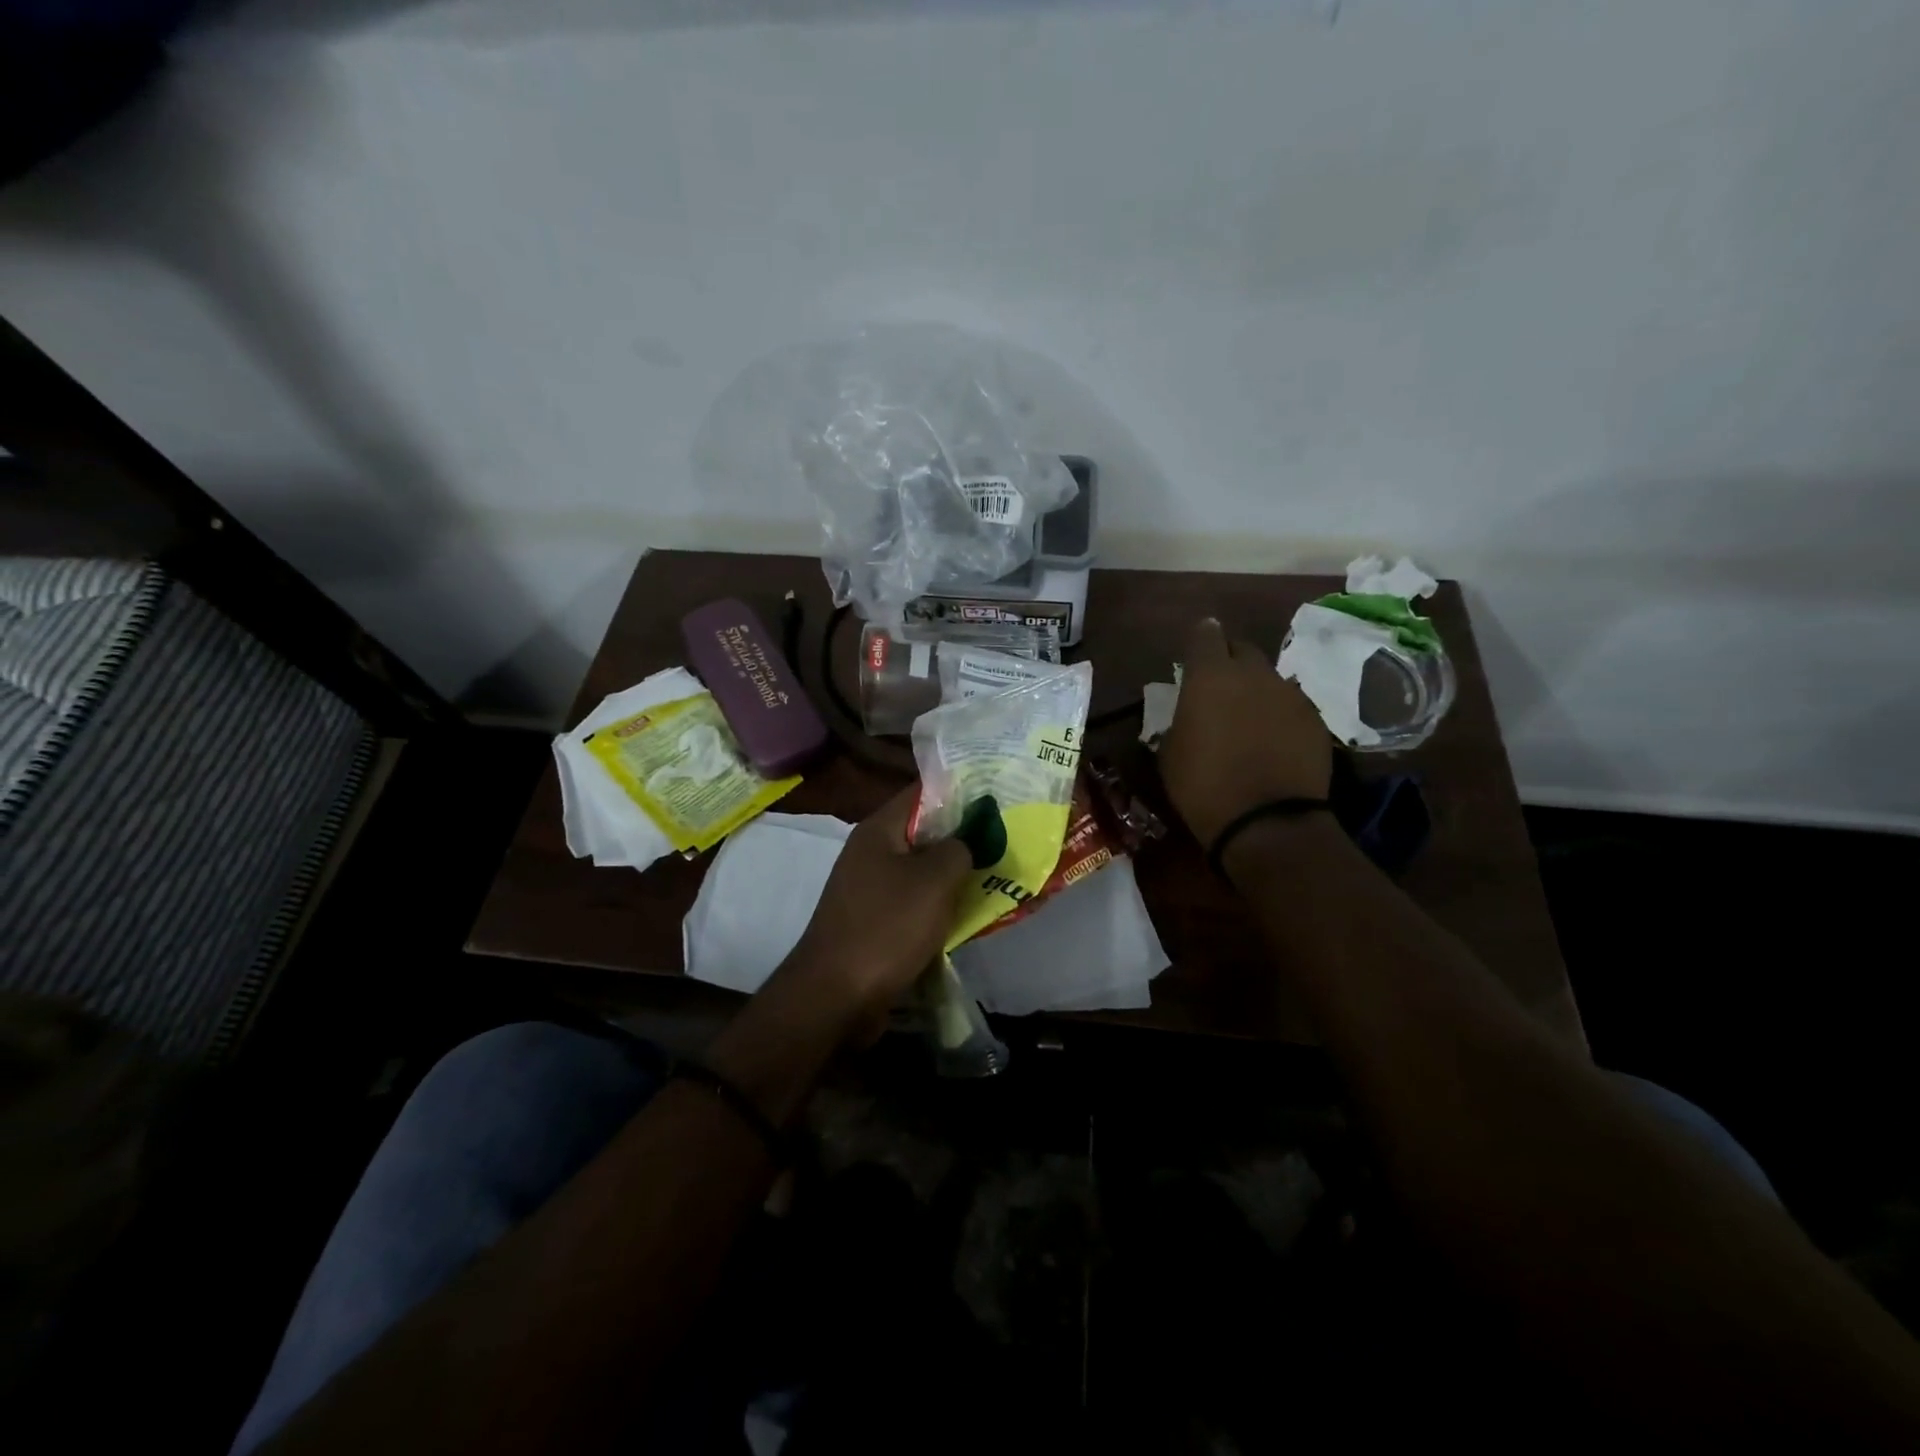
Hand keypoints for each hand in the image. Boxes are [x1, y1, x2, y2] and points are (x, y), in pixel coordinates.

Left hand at [783, 785, 972, 1032]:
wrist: (835, 995)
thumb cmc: (887, 927)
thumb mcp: (934, 880)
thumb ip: (958, 849)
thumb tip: (968, 840)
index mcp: (878, 830)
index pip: (921, 792)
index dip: (959, 789)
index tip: (996, 795)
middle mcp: (870, 853)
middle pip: (923, 832)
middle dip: (962, 835)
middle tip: (1005, 837)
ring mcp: (869, 888)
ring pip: (920, 870)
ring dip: (952, 874)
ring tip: (995, 874)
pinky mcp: (873, 921)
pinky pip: (913, 902)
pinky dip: (937, 905)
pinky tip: (967, 914)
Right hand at [1159, 617, 1333, 845]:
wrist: (1268, 821)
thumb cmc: (1203, 786)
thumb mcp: (1170, 753)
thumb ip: (1180, 720)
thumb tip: (1188, 712)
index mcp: (1210, 676)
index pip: (1205, 635)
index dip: (1200, 639)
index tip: (1195, 650)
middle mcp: (1254, 674)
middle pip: (1242, 649)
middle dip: (1229, 660)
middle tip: (1219, 685)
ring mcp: (1290, 695)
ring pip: (1269, 678)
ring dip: (1256, 689)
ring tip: (1248, 717)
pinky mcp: (1316, 720)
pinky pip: (1292, 705)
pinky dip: (1279, 714)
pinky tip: (1272, 740)